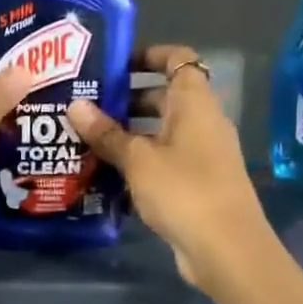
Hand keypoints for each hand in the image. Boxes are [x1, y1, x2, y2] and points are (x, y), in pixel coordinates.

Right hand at [68, 45, 272, 289]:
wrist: (226, 249)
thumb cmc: (184, 190)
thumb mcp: (137, 159)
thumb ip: (106, 133)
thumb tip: (75, 105)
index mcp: (194, 103)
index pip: (178, 59)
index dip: (148, 54)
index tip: (113, 64)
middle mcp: (201, 122)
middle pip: (164, 96)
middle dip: (126, 98)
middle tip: (85, 105)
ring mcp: (200, 154)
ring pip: (160, 131)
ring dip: (127, 132)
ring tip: (86, 137)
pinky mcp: (194, 182)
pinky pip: (162, 159)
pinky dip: (137, 160)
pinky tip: (105, 172)